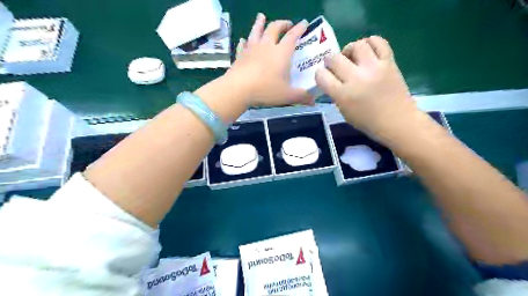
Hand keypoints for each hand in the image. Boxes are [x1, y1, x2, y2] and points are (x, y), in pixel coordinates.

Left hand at [228, 13, 312, 105]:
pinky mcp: (240, 55)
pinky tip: (244, 39)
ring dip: (260, 23)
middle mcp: (267, 46)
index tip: (304, 23)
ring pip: (256, 31)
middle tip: (287, 24)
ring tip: (262, 17)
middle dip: (282, 24)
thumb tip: (313, 102)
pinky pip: (243, 44)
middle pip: (274, 28)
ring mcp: (252, 49)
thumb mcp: (287, 96)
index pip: (292, 36)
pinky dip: (245, 41)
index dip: (299, 29)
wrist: (238, 89)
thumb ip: (301, 97)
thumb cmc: (265, 90)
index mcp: (281, 53)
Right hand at [312, 35, 421, 137]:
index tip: (324, 76)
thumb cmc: (368, 121)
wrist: (397, 121)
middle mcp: (357, 78)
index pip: (322, 76)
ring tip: (350, 56)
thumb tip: (332, 80)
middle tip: (334, 65)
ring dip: (348, 49)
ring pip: (356, 45)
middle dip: (329, 61)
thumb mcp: (344, 112)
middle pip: (334, 58)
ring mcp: (374, 68)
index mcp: (343, 94)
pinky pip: (378, 42)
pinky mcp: (389, 62)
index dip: (320, 74)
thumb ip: (336, 94)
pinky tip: (367, 50)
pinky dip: (370, 42)